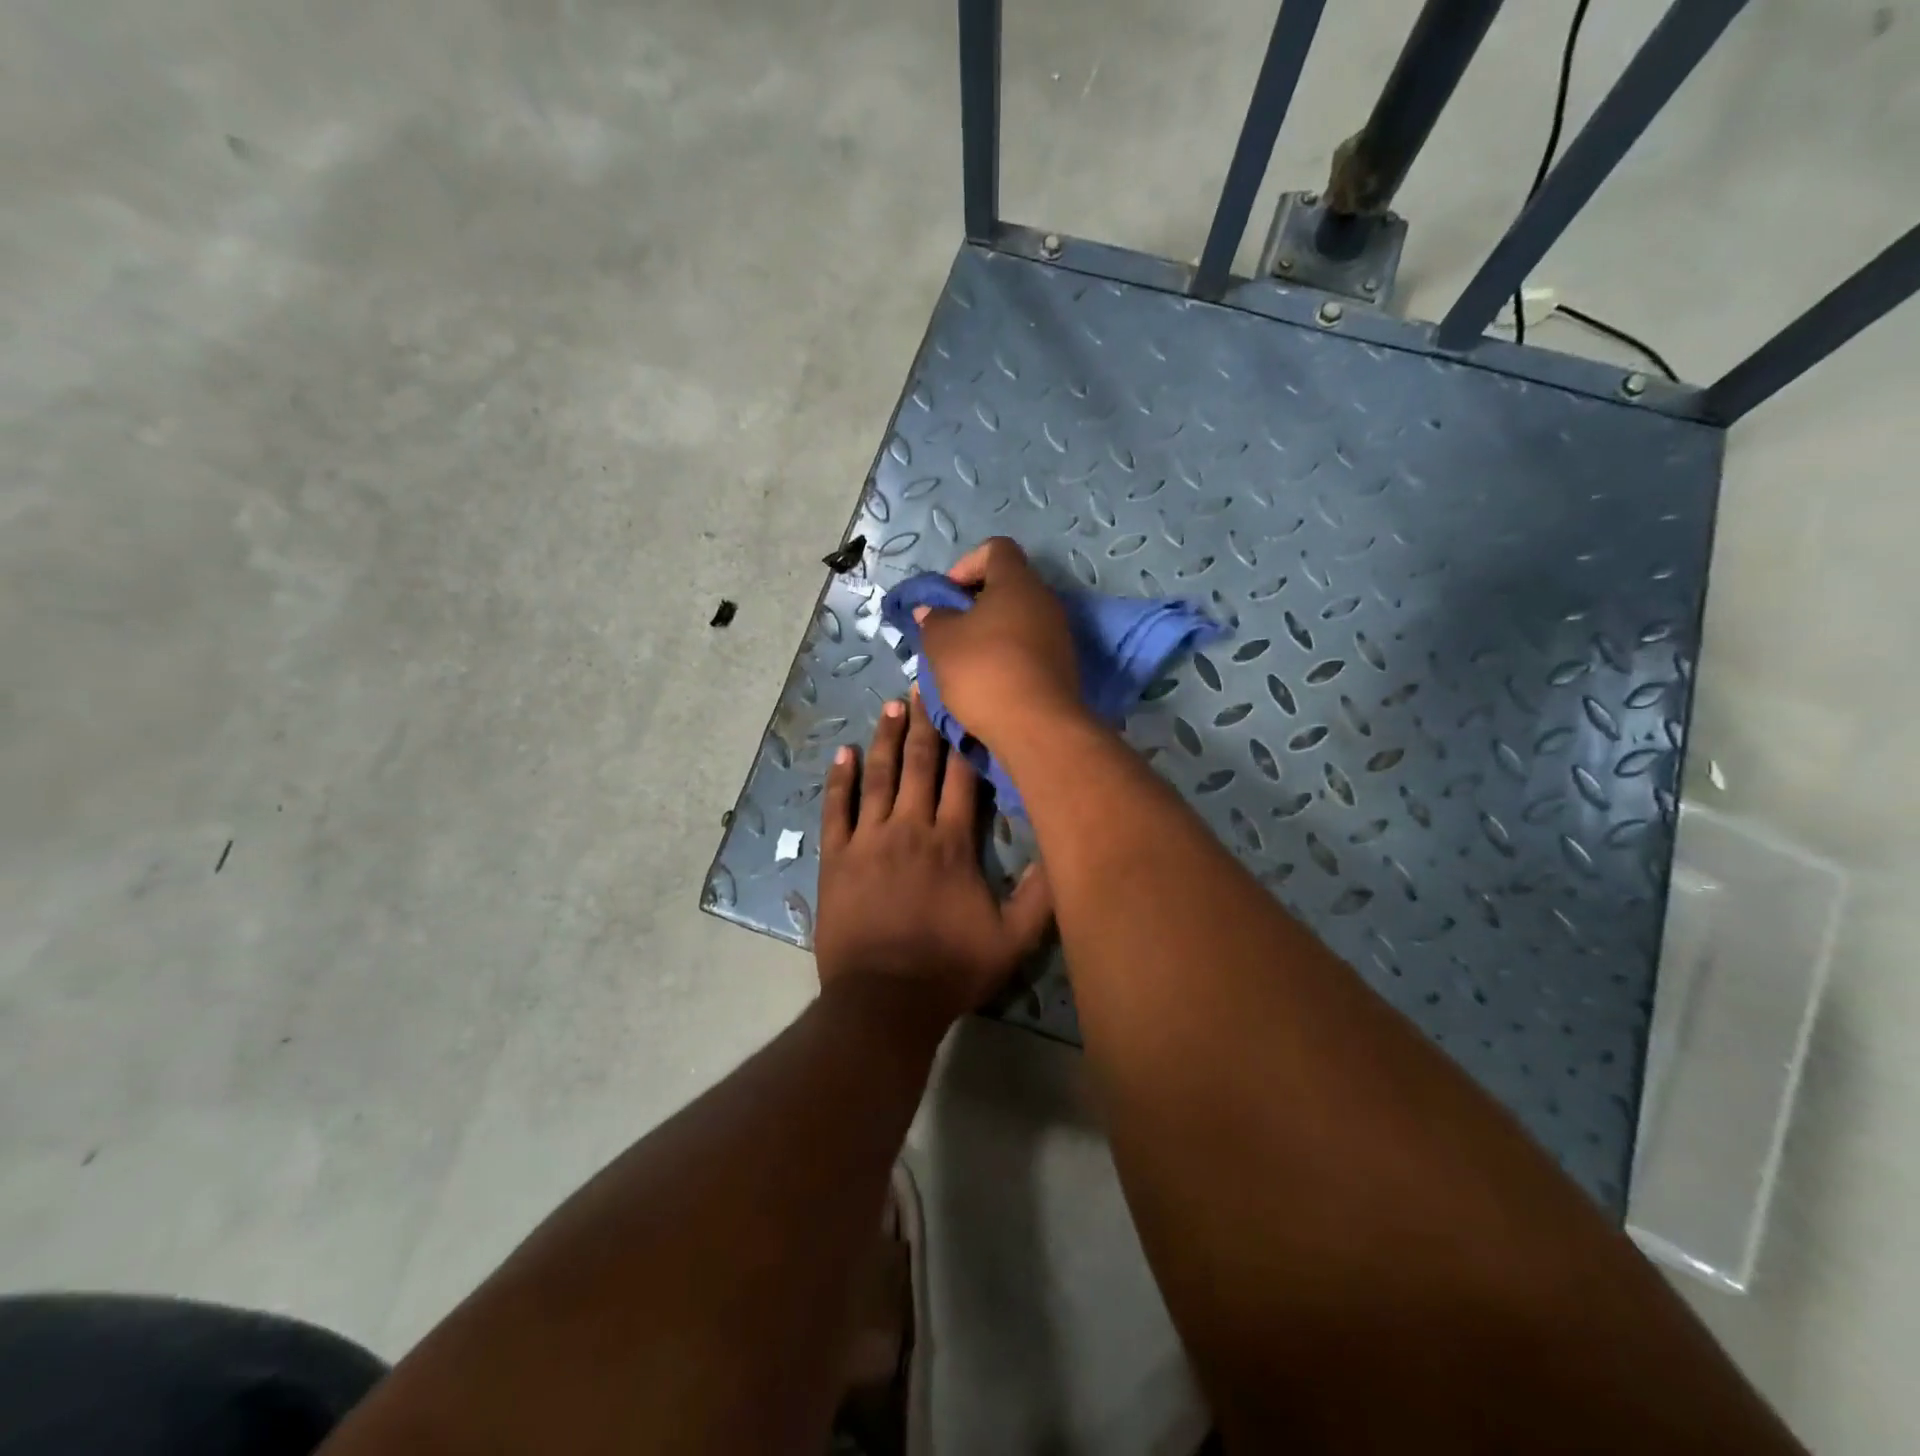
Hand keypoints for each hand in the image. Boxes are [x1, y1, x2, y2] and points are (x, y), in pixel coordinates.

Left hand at [814, 693, 1054, 1025]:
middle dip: (925, 724)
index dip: (966, 739)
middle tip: (925, 686)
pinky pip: (836, 809)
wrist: (883, 1001)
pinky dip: (839, 780)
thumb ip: (1040, 896)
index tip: (968, 705)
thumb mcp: (1011, 941)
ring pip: (878, 777)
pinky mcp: (836, 857)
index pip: (963, 778)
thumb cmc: (949, 970)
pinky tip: (842, 753)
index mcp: (952, 842)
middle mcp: (910, 828)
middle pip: (920, 765)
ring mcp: (868, 840)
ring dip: (886, 738)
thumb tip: (1063, 849)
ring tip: (891, 705)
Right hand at [912, 537, 1084, 750]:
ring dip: (991, 633)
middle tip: (951, 630)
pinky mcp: (1063, 665)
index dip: (966, 564)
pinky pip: (1029, 647)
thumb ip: (933, 619)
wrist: (1037, 727)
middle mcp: (1044, 600)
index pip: (995, 549)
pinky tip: (989, 682)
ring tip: (965, 661)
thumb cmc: (984, 672)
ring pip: (1018, 619)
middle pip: (1008, 585)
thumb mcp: (941, 643)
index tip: (948, 596)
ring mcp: (1059, 634)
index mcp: (1017, 582)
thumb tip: (932, 611)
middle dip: (975, 603)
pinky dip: (1008, 656)